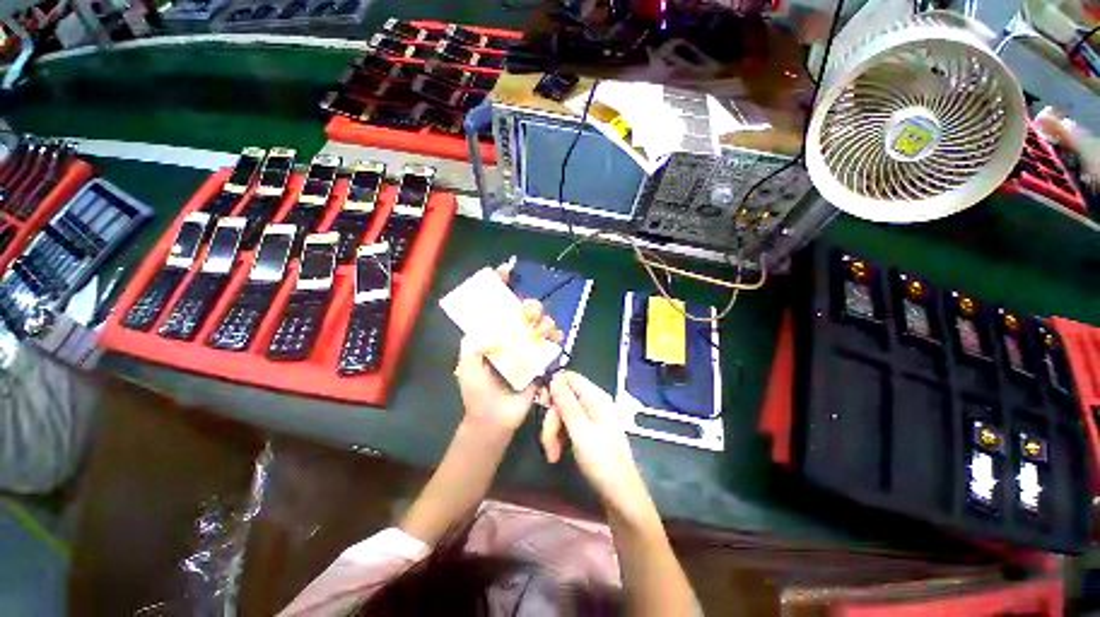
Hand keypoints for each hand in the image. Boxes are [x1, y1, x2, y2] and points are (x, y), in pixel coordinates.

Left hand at [454, 280, 561, 434]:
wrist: (495, 420)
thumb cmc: (477, 392)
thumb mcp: (467, 367)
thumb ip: (473, 346)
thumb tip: (492, 328)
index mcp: (490, 334)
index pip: (494, 305)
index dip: (499, 286)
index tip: (506, 271)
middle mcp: (509, 337)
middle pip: (522, 312)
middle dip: (529, 306)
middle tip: (530, 312)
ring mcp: (525, 347)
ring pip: (539, 325)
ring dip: (544, 321)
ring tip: (543, 328)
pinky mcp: (539, 360)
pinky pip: (550, 343)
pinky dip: (556, 337)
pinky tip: (556, 338)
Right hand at [547, 371, 655, 522]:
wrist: (621, 497)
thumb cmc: (602, 463)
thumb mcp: (581, 431)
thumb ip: (566, 403)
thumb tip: (554, 377)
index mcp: (596, 397)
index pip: (569, 377)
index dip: (553, 388)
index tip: (542, 405)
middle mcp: (593, 403)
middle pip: (563, 398)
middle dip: (552, 419)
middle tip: (547, 443)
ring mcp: (591, 418)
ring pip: (562, 413)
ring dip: (553, 432)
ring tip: (552, 455)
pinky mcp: (588, 432)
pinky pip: (567, 426)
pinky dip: (559, 438)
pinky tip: (557, 453)